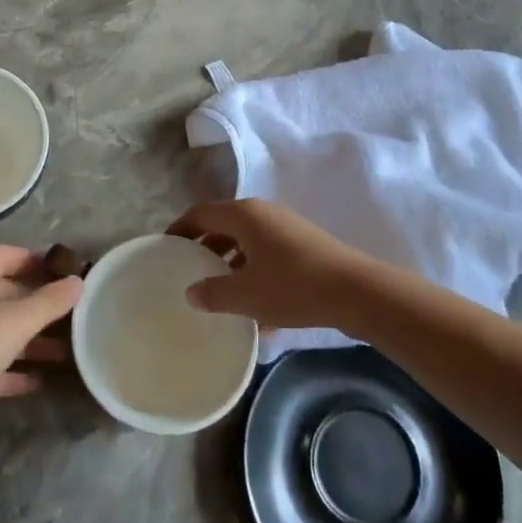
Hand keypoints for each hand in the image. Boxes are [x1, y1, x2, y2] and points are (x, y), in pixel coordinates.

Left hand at [0, 245, 81, 450]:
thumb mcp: (18, 320)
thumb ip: (50, 301)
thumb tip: (79, 281)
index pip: (4, 255)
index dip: (31, 258)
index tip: (60, 269)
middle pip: (6, 295)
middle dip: (38, 303)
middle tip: (71, 312)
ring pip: (3, 333)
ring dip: (32, 340)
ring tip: (66, 351)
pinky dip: (16, 372)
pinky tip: (40, 381)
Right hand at [169, 199, 397, 334]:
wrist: (357, 292)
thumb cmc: (293, 286)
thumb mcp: (246, 295)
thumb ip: (213, 293)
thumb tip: (191, 292)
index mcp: (243, 214)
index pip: (200, 214)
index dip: (180, 230)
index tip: (164, 248)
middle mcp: (263, 213)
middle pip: (223, 225)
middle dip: (204, 248)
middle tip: (187, 271)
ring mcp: (286, 228)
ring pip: (246, 241)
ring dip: (229, 263)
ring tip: (217, 291)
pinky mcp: (304, 246)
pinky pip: (267, 254)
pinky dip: (253, 272)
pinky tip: (254, 309)